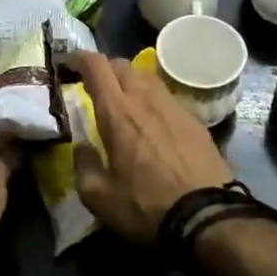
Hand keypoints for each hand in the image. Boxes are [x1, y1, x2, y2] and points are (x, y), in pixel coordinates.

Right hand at [66, 51, 233, 243]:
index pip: (96, 66)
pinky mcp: (195, 121)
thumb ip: (83, 166)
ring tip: (124, 102)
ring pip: (147, 78)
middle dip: (105, 69)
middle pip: (123, 65)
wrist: (207, 218)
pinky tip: (153, 122)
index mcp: (117, 112)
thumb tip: (82, 147)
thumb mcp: (98, 197)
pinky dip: (152, 100)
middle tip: (95, 87)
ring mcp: (174, 107)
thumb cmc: (146, 206)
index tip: (68, 63)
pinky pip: (167, 98)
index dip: (80, 58)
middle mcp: (145, 99)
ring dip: (130, 82)